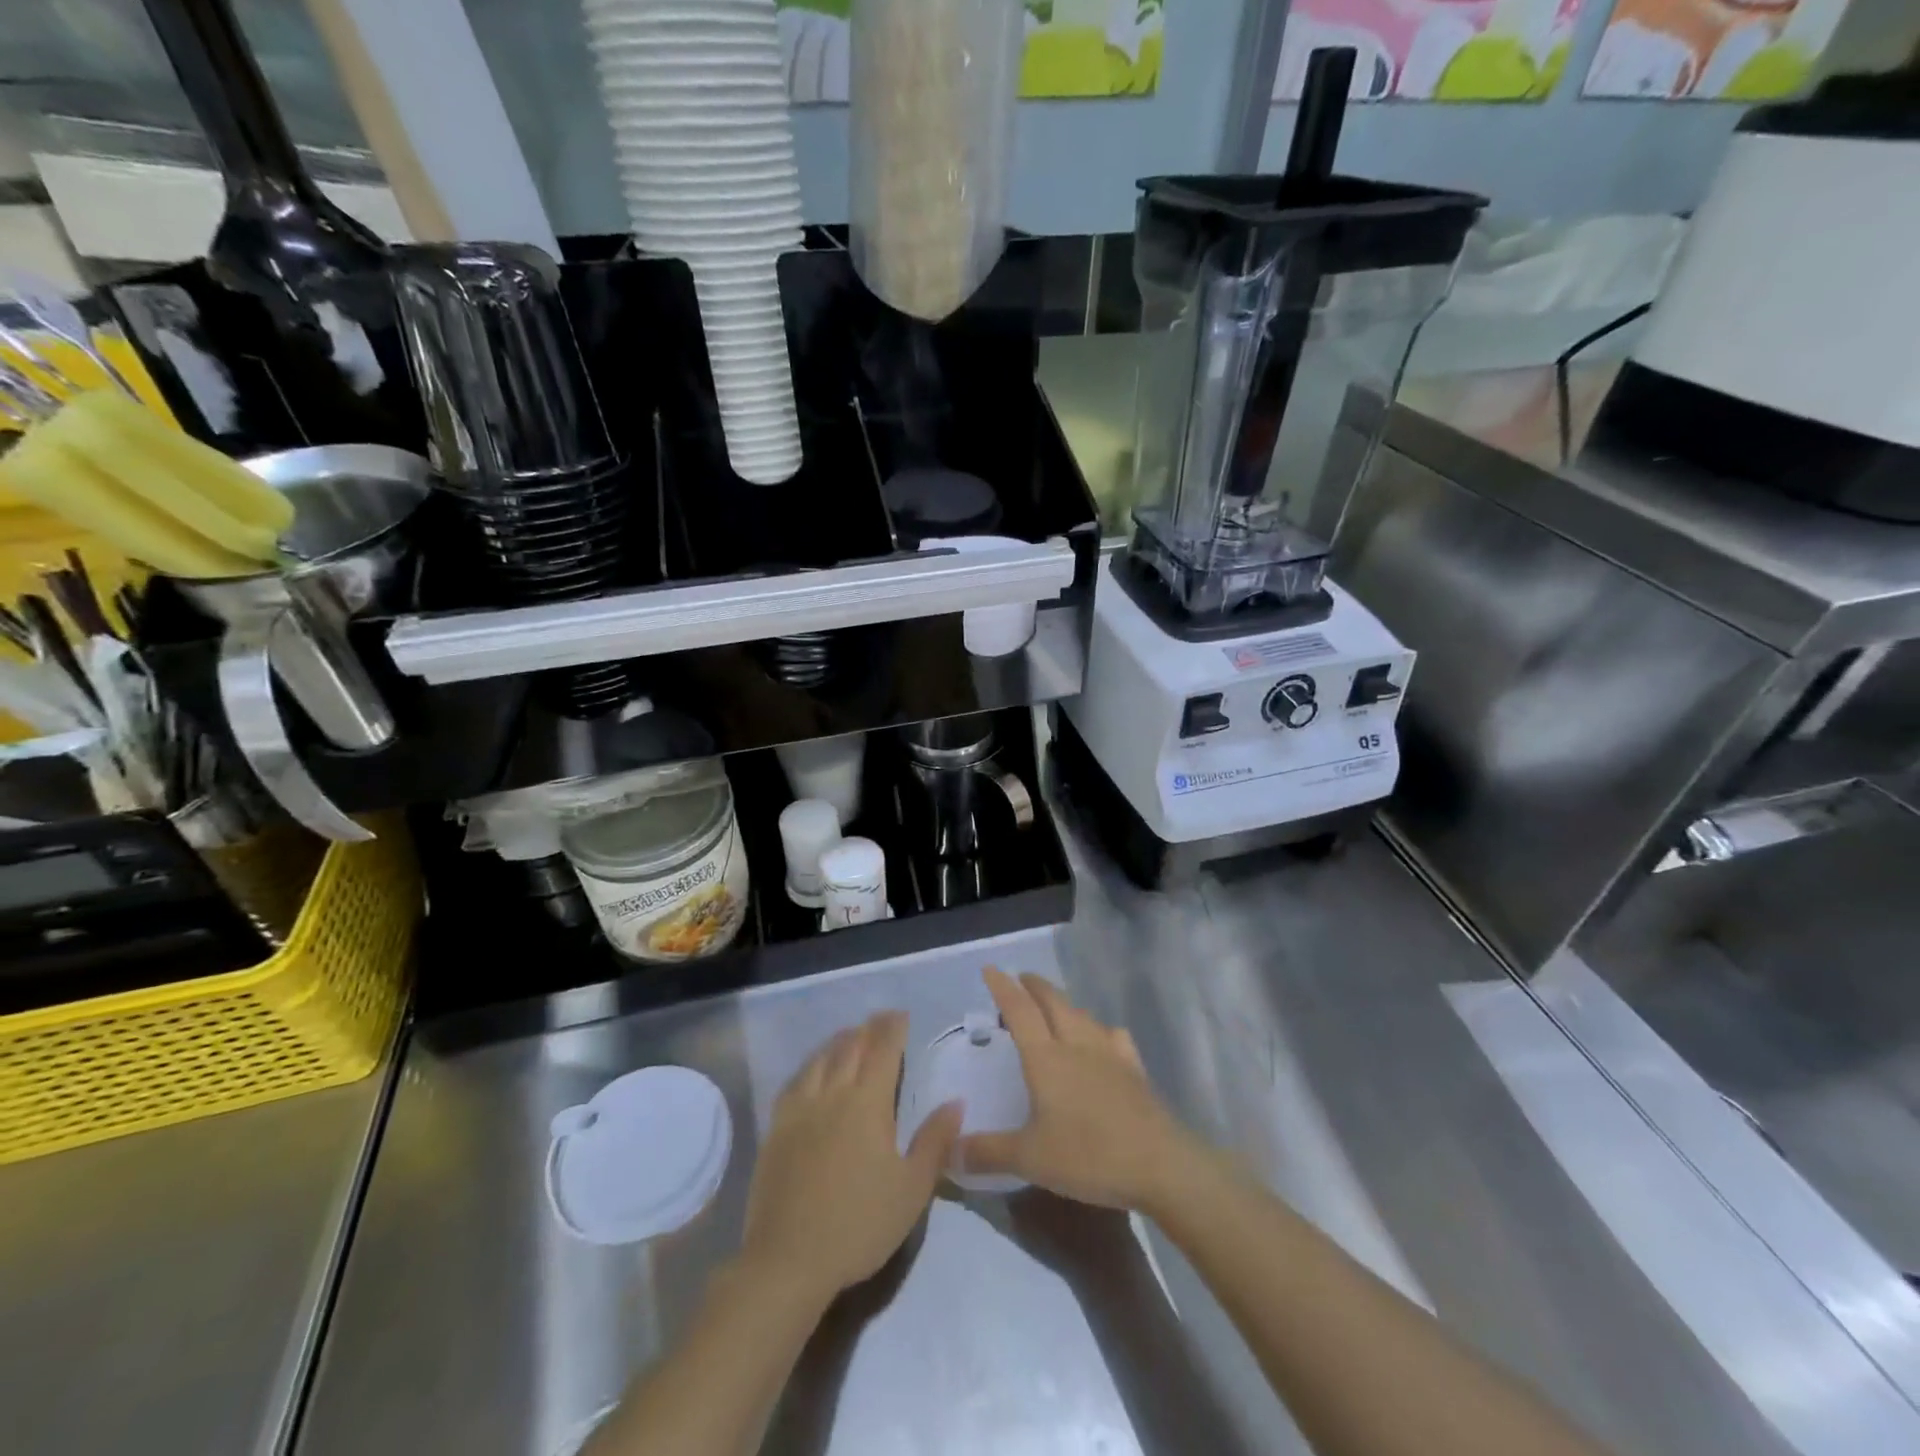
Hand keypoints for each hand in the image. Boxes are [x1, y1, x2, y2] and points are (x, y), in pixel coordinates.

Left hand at [740, 1011, 960, 1306]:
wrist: (789, 1260)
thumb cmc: (860, 1225)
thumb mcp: (912, 1189)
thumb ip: (935, 1141)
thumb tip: (956, 1102)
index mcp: (868, 1103)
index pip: (883, 1051)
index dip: (893, 1029)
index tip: (902, 1015)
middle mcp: (833, 1094)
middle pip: (851, 1047)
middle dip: (868, 1029)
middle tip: (880, 1020)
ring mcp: (800, 1109)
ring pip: (821, 1059)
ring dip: (839, 1041)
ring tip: (850, 1036)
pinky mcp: (776, 1128)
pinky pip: (795, 1081)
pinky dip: (810, 1065)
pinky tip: (813, 1070)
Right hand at [959, 968, 1204, 1212]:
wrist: (1160, 1164)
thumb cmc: (1088, 1156)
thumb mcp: (1030, 1158)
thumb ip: (987, 1152)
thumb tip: (948, 1151)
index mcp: (1046, 1058)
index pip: (1019, 1011)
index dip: (1003, 988)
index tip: (990, 970)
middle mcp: (1076, 1044)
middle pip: (1053, 1002)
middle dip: (1034, 986)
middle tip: (1020, 980)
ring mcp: (1109, 1054)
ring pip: (1082, 1015)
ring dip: (1064, 1004)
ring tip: (1054, 1008)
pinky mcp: (1134, 1070)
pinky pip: (1113, 1037)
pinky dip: (1100, 1030)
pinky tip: (1103, 1039)